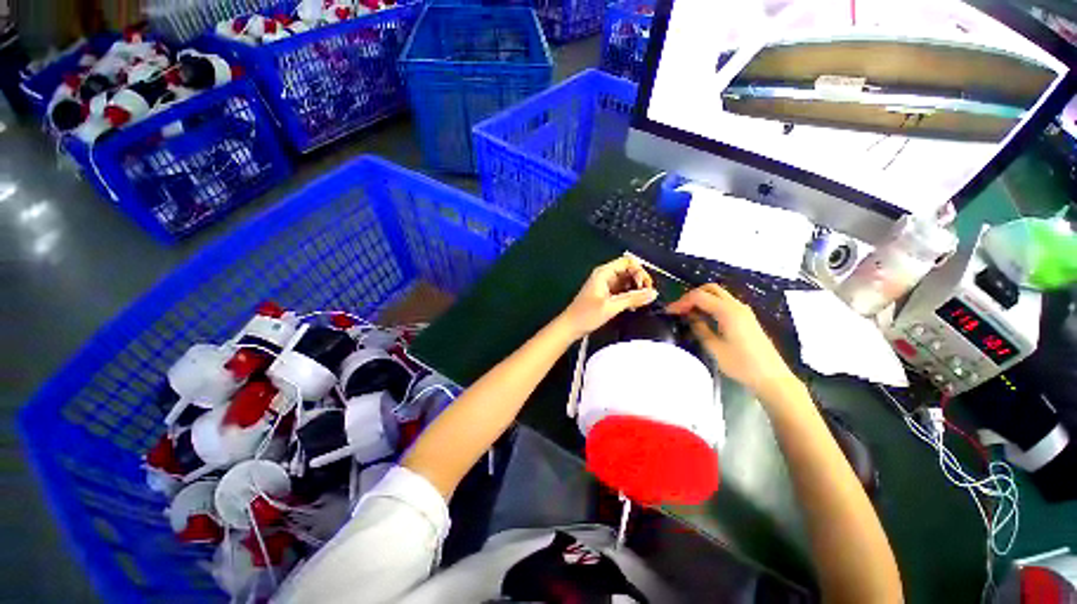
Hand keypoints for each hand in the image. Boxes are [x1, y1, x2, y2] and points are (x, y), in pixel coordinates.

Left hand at [559, 257, 657, 339]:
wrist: (570, 327)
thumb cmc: (586, 315)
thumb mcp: (611, 307)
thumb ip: (633, 299)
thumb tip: (654, 293)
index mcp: (604, 273)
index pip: (628, 262)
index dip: (639, 271)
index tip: (645, 287)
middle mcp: (605, 275)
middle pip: (629, 270)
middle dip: (639, 281)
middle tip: (645, 296)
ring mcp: (605, 285)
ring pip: (627, 281)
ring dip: (635, 290)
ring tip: (640, 303)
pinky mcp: (606, 295)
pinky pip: (622, 290)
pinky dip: (629, 296)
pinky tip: (632, 307)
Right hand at [666, 284, 799, 401]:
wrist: (771, 378)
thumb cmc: (741, 364)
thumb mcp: (714, 348)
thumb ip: (700, 329)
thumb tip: (690, 318)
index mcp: (728, 311)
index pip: (699, 297)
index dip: (682, 302)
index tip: (669, 312)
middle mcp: (737, 306)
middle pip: (710, 289)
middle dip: (691, 296)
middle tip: (679, 310)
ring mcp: (743, 311)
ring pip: (718, 294)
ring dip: (701, 299)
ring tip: (687, 313)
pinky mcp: (746, 318)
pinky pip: (724, 303)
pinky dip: (710, 304)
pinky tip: (703, 318)